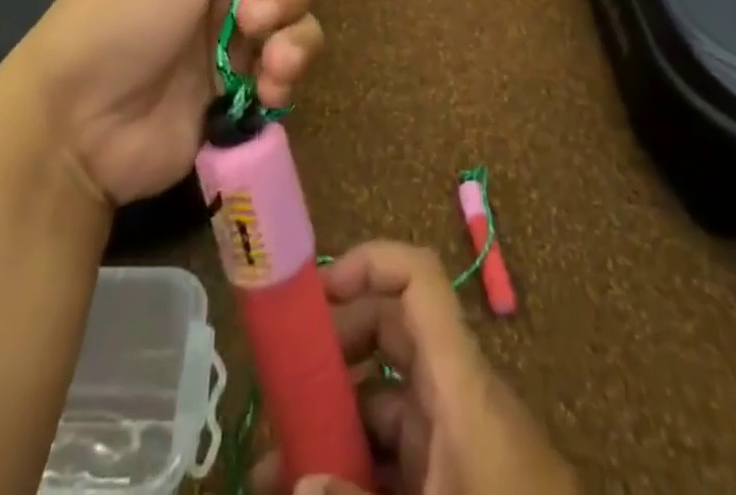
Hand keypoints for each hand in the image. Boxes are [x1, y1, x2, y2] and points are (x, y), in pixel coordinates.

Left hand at [0, 0, 321, 206]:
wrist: (76, 128)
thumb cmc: (117, 25)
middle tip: (252, 18)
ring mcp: (235, 42)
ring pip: (297, 21)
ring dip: (295, 38)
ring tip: (270, 66)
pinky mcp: (242, 91)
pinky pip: (287, 72)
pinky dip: (286, 78)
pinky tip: (267, 94)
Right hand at [256, 242, 578, 494]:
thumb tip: (299, 480)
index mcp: (460, 382)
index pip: (419, 279)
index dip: (369, 263)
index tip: (316, 295)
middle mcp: (458, 395)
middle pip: (390, 332)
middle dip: (333, 350)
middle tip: (280, 386)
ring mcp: (459, 441)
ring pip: (387, 400)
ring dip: (336, 421)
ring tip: (274, 469)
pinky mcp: (459, 479)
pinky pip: (401, 451)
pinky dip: (361, 465)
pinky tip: (320, 492)